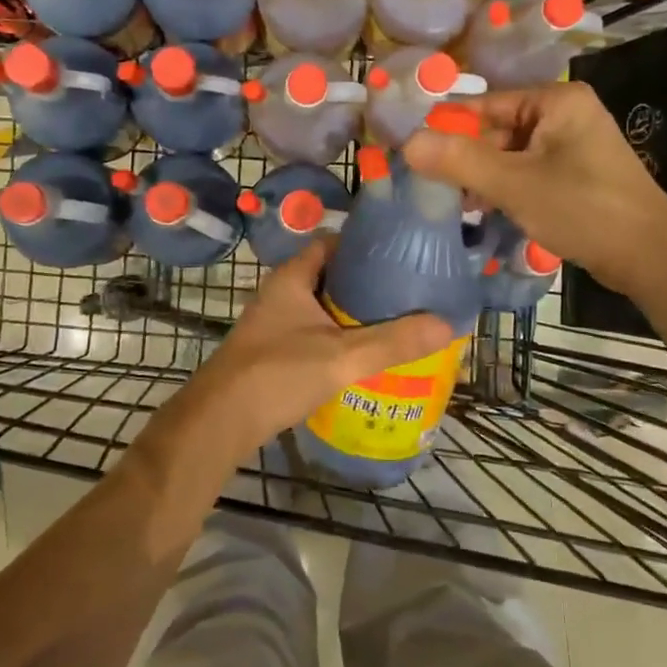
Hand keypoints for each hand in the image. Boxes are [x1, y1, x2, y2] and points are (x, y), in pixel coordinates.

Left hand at [149, 239, 454, 473]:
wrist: (219, 423)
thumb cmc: (277, 374)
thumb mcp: (342, 356)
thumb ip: (393, 341)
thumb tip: (447, 323)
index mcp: (292, 278)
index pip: (331, 243)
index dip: (364, 244)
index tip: (400, 253)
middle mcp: (281, 294)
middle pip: (330, 275)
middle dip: (366, 283)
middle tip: (407, 291)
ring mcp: (275, 324)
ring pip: (322, 308)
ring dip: (353, 313)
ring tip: (396, 321)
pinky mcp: (273, 352)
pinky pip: (315, 333)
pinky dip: (339, 337)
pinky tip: (364, 355)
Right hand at [402, 82, 666, 297]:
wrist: (649, 255)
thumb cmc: (584, 209)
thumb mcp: (515, 184)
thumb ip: (460, 161)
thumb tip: (407, 142)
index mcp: (557, 101)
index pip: (487, 104)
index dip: (448, 127)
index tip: (413, 150)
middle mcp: (567, 115)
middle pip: (499, 130)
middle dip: (467, 159)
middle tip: (431, 186)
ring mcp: (574, 147)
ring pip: (512, 155)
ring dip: (484, 178)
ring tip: (455, 204)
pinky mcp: (577, 176)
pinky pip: (530, 173)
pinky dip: (507, 189)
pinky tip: (485, 211)